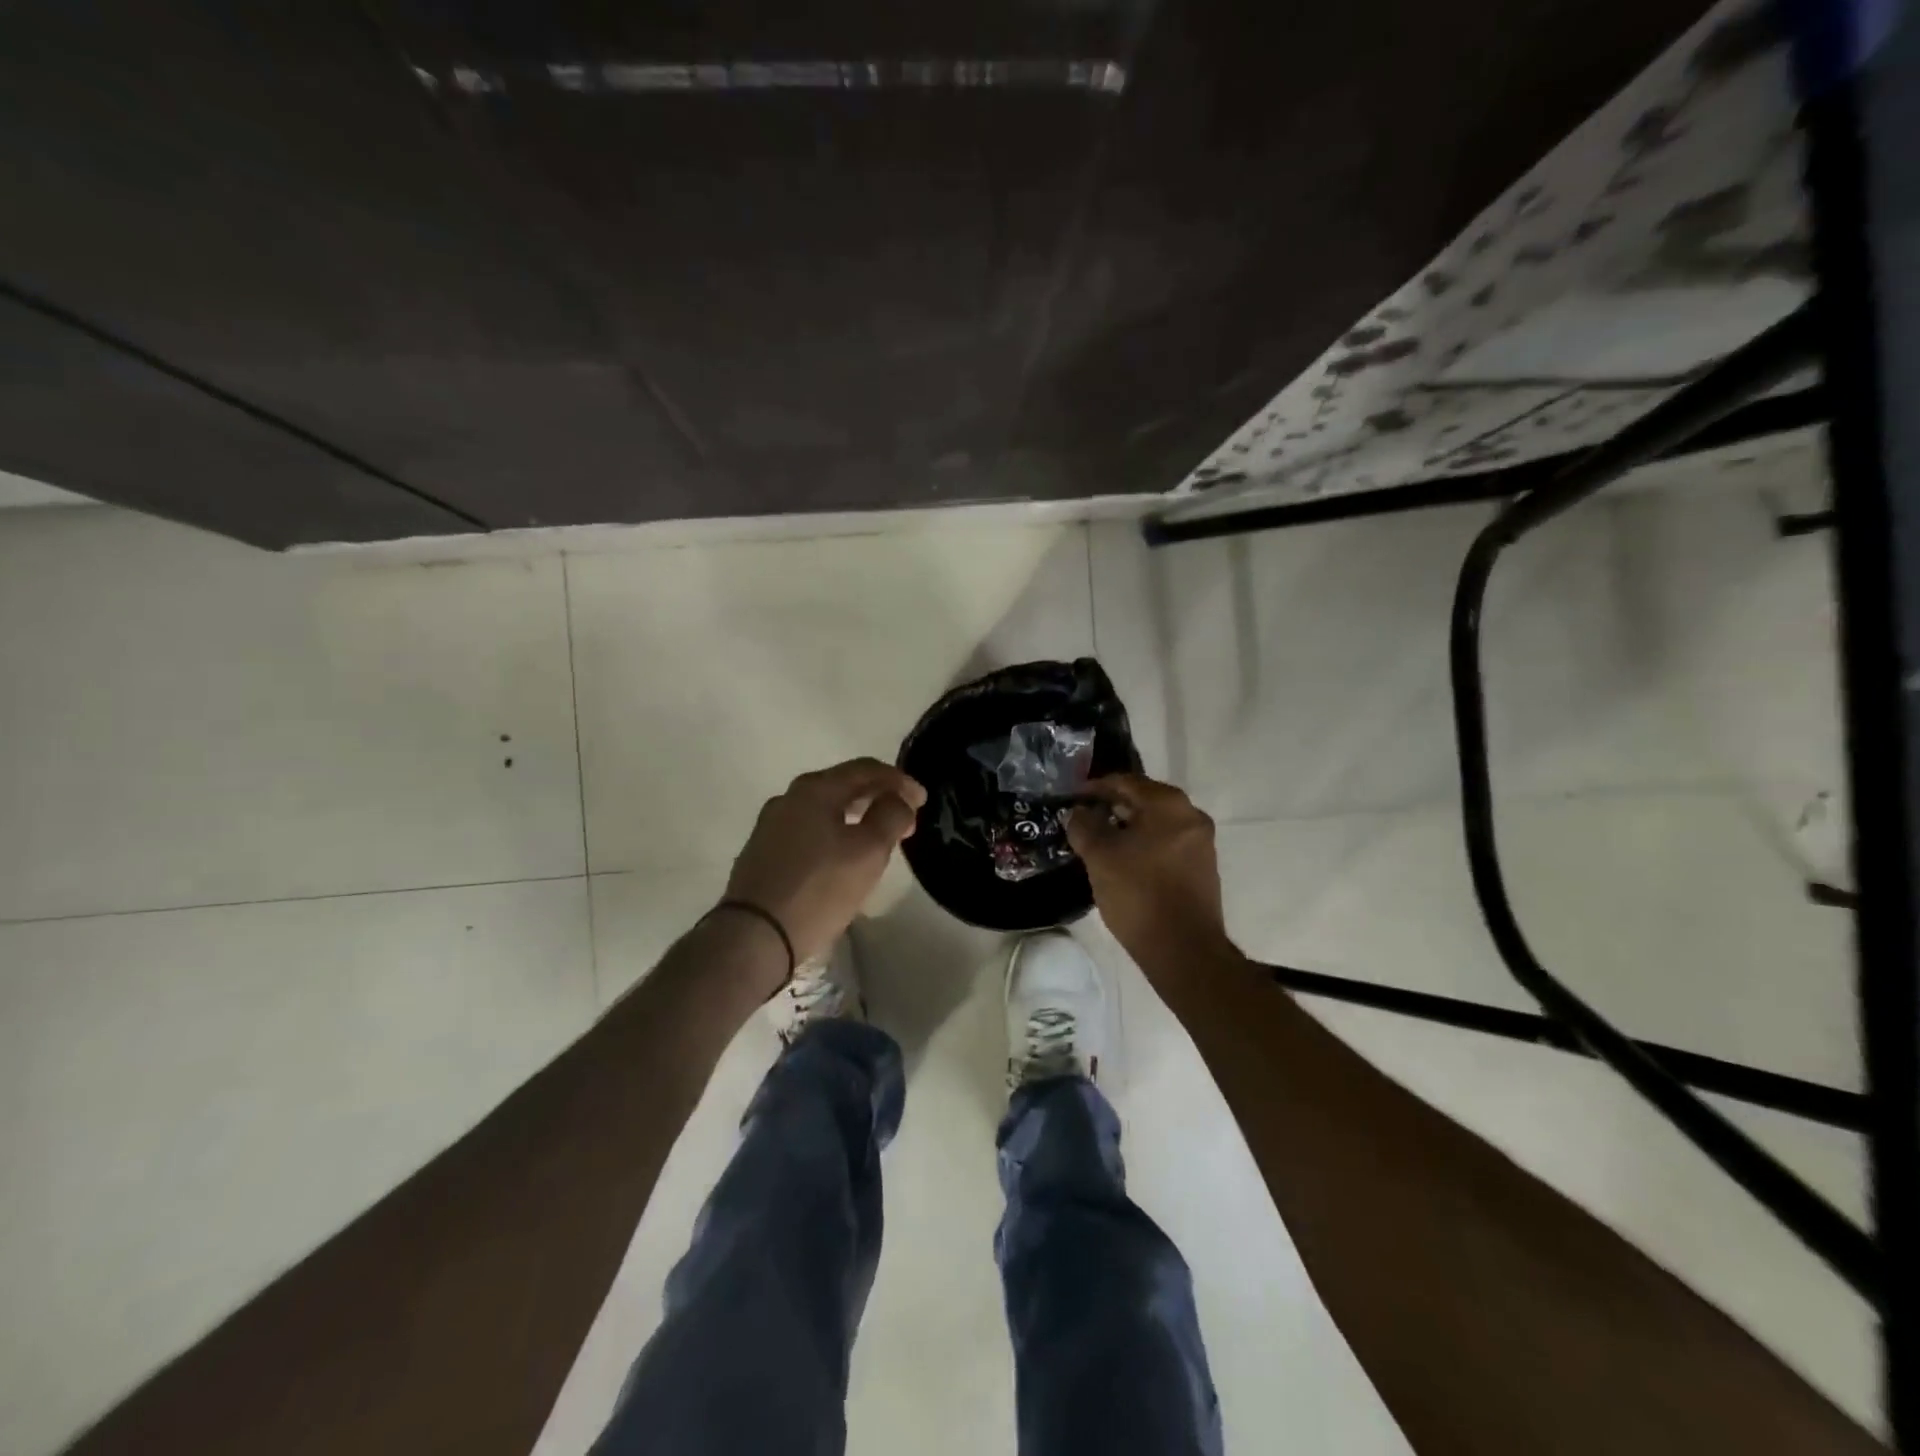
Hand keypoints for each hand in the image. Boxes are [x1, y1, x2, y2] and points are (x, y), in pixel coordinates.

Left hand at [724, 758, 927, 971]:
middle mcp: (788, 799)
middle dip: (878, 797)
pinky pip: (808, 830)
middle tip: (905, 818)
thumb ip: (891, 816)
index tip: (922, 800)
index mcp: (814, 789)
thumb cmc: (819, 888)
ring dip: (856, 816)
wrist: (754, 936)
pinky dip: (834, 832)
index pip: (865, 769)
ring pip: (824, 809)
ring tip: (878, 836)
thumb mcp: (869, 851)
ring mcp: (771, 826)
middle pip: (842, 786)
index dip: (899, 780)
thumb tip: (898, 801)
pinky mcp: (762, 853)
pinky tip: (843, 854)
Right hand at [1066, 773, 1233, 972]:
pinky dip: (1143, 844)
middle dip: (1111, 807)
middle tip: (1083, 819)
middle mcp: (1191, 815)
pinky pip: (1166, 843)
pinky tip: (1123, 861)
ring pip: (1155, 823)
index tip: (1072, 797)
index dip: (1095, 787)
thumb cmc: (1138, 893)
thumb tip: (1079, 812)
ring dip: (1127, 827)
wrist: (1183, 949)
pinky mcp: (1202, 867)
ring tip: (1098, 842)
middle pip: (1143, 800)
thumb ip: (1084, 826)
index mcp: (1169, 804)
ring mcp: (1201, 842)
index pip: (1125, 781)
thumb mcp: (1100, 856)